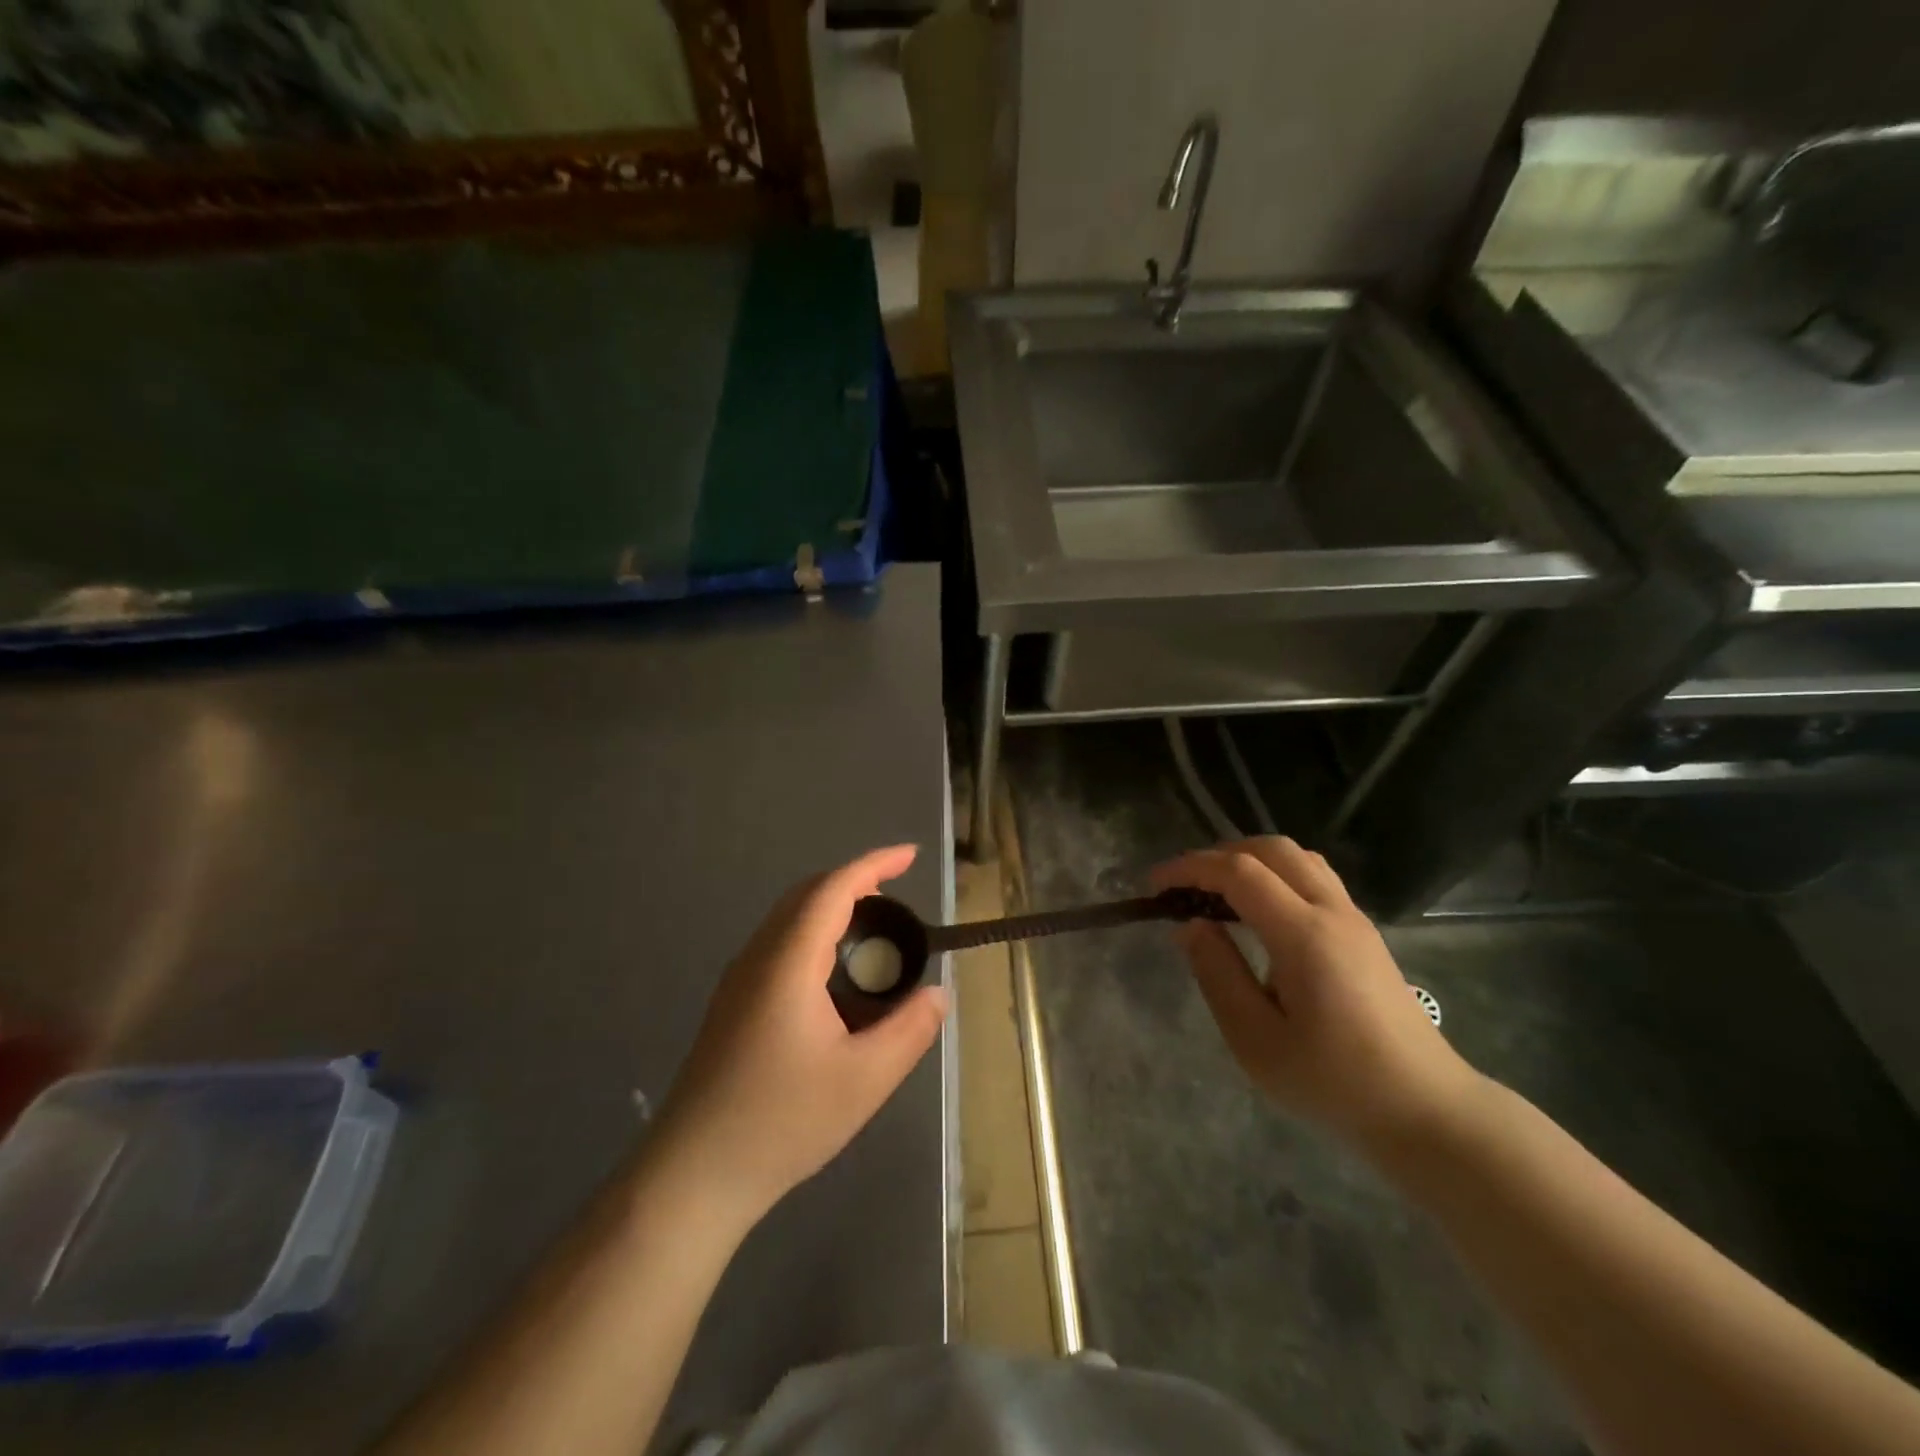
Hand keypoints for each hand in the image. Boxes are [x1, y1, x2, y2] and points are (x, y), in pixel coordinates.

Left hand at [652, 846, 948, 1225]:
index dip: (873, 865)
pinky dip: (814, 932)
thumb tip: (938, 994)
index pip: (832, 890)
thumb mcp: (864, 1080)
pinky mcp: (732, 1004)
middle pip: (806, 895)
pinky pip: (778, 944)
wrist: (692, 1174)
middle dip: (853, 881)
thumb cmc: (781, 1122)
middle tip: (897, 891)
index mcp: (788, 963)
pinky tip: (833, 972)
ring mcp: (738, 981)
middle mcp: (758, 958)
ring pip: (788, 919)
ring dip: (831, 906)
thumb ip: (909, 1031)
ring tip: (873, 927)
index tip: (910, 855)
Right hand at [1153, 837, 1479, 1150]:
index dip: (1190, 868)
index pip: (1239, 873)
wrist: (1426, 1111)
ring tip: (1217, 892)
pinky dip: (1276, 875)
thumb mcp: (1256, 1040)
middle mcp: (1332, 912)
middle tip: (1184, 885)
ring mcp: (1355, 920)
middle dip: (1220, 854)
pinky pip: (1314, 878)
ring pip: (1298, 858)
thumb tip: (1190, 925)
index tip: (1154, 885)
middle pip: (1272, 849)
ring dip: (1251, 859)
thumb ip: (1218, 974)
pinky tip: (1259, 912)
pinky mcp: (1364, 934)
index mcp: (1304, 935)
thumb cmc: (1334, 1082)